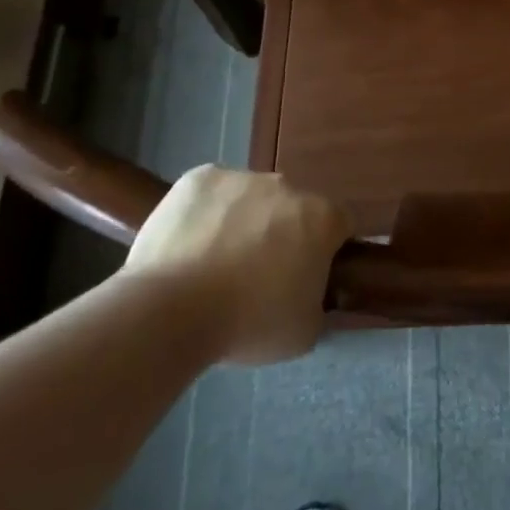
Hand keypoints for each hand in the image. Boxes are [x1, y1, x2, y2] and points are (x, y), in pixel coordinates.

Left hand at [124, 168, 349, 364]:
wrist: (170, 311)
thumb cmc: (248, 324)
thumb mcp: (305, 331)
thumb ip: (318, 302)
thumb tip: (309, 293)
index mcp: (321, 218)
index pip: (340, 224)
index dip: (327, 249)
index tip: (307, 276)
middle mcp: (288, 186)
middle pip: (293, 208)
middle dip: (282, 233)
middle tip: (258, 275)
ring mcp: (242, 177)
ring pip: (251, 198)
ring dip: (244, 221)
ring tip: (214, 264)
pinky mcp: (199, 178)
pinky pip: (212, 193)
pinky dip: (206, 213)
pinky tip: (189, 246)